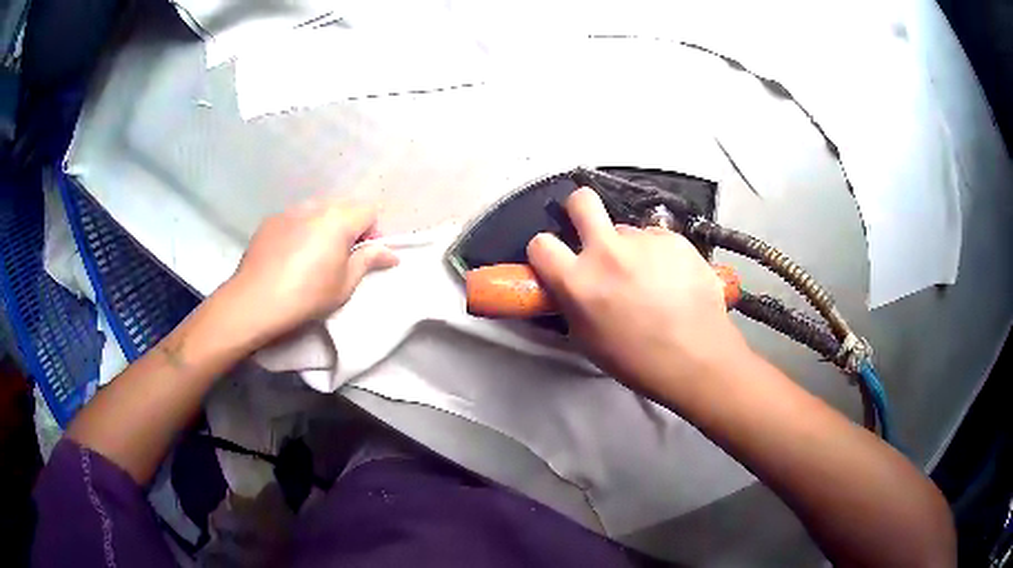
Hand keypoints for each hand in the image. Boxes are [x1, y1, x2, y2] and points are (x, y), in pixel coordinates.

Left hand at [225, 199, 398, 344]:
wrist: (255, 301)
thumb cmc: (307, 295)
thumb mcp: (344, 284)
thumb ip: (368, 261)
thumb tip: (391, 253)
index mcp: (338, 219)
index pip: (369, 210)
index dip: (372, 232)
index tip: (362, 255)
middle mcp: (315, 206)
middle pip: (343, 206)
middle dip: (349, 226)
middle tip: (341, 256)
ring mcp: (289, 211)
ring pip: (317, 210)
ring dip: (324, 226)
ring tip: (312, 255)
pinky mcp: (270, 221)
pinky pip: (295, 218)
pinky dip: (301, 230)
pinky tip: (289, 256)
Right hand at [526, 188, 751, 398]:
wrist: (696, 357)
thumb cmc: (637, 360)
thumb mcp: (587, 339)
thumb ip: (572, 302)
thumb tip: (569, 285)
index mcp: (578, 281)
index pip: (540, 243)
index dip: (545, 250)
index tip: (556, 258)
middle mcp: (608, 252)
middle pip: (582, 201)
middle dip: (580, 209)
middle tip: (591, 230)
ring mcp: (644, 241)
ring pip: (627, 230)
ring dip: (630, 247)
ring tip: (650, 278)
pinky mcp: (675, 239)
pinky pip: (657, 238)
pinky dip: (659, 253)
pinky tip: (673, 278)